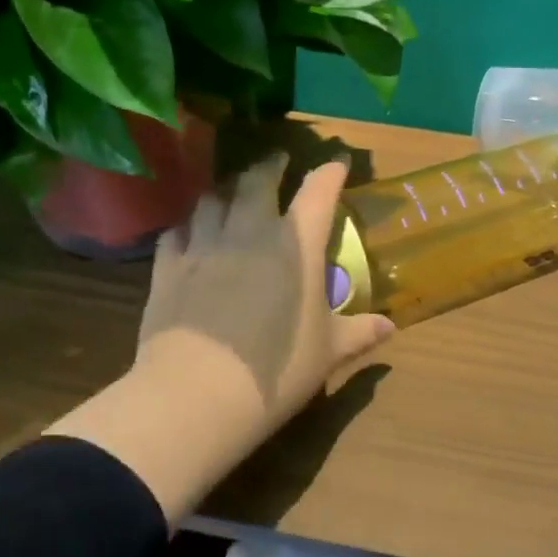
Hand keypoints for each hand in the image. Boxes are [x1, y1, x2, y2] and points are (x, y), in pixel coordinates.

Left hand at [49, 157, 392, 526]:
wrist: (198, 393)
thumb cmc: (278, 370)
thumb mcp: (327, 353)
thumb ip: (358, 332)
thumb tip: (389, 327)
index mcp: (296, 245)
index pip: (318, 193)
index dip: (330, 173)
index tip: (337, 164)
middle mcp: (249, 232)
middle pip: (257, 181)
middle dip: (271, 166)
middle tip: (277, 162)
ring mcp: (204, 246)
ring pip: (212, 199)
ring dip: (225, 189)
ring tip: (231, 192)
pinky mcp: (167, 268)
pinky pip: (176, 232)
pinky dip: (187, 226)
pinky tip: (189, 233)